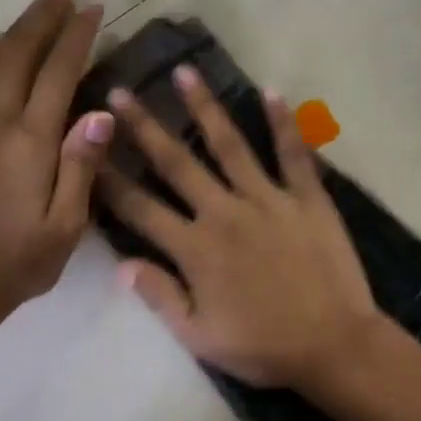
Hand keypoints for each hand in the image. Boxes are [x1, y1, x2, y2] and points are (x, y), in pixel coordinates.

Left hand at [0, 0, 114, 325]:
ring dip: (13, 31)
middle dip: (43, 20)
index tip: (93, 9)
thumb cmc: (23, 259)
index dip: (76, 38)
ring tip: (36, 9)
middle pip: (18, 55)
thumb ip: (82, 164)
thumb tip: (100, 112)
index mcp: (30, 142)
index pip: (57, 74)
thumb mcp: (68, 223)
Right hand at [99, 65, 380, 389]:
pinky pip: (294, 154)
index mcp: (195, 248)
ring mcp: (268, 200)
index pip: (140, 208)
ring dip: (205, 107)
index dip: (109, 178)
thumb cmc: (263, 347)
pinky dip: (284, 123)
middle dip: (145, 127)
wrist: (334, 346)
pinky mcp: (307, 198)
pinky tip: (272, 91)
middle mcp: (225, 213)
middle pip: (177, 163)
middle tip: (120, 91)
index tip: (87, 147)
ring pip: (230, 145)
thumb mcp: (200, 337)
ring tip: (184, 72)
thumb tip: (121, 264)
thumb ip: (160, 297)